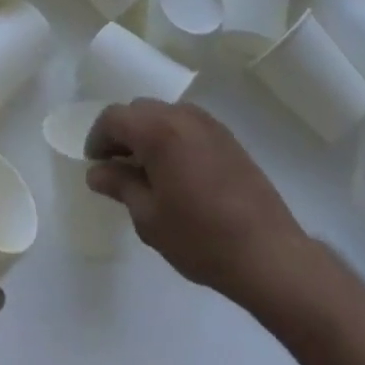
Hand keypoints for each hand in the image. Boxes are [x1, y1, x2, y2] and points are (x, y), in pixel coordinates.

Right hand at [86, 100, 314, 306]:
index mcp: (156, 129)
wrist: (269, 254)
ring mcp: (207, 122)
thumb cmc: (201, 238)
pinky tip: (178, 171)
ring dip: (148, 134)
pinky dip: (173, 137)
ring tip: (147, 170)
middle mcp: (180, 114)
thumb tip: (97, 172)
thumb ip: (120, 186)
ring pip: (164, 115)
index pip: (114, 118)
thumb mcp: (150, 218)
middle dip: (123, 133)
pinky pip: (187, 125)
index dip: (98, 138)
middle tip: (117, 167)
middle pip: (139, 111)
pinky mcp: (227, 136)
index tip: (94, 164)